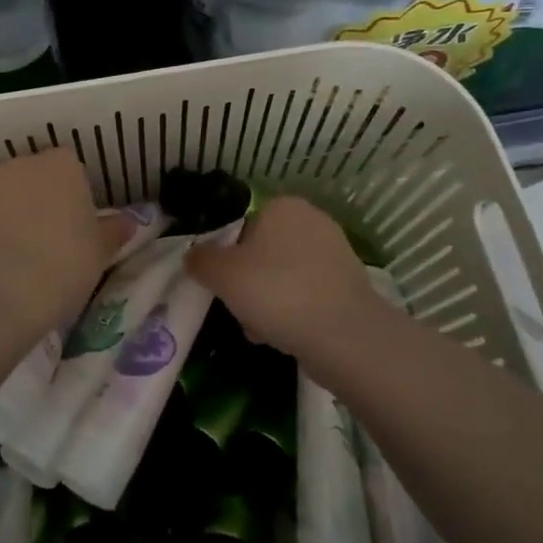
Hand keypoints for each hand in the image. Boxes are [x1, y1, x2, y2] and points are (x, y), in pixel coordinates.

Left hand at [0, 149, 130, 338]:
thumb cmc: (62, 264)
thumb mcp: (101, 252)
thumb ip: (114, 231)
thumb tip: (127, 221)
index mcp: (63, 165)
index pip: (74, 168)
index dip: (78, 195)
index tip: (82, 225)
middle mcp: (24, 165)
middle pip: (40, 177)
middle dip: (47, 199)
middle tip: (57, 239)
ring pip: (12, 194)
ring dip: (19, 213)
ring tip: (27, 255)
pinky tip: (3, 262)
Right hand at [184, 196, 383, 362]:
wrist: (343, 335)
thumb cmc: (277, 291)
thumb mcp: (223, 274)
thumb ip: (201, 260)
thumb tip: (193, 255)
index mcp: (282, 206)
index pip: (242, 226)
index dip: (228, 257)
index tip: (223, 285)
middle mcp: (312, 220)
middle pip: (263, 253)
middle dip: (249, 283)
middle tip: (240, 310)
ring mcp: (335, 252)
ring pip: (284, 276)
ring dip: (268, 301)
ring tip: (261, 331)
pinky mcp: (349, 284)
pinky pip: (307, 294)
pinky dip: (294, 312)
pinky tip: (286, 336)